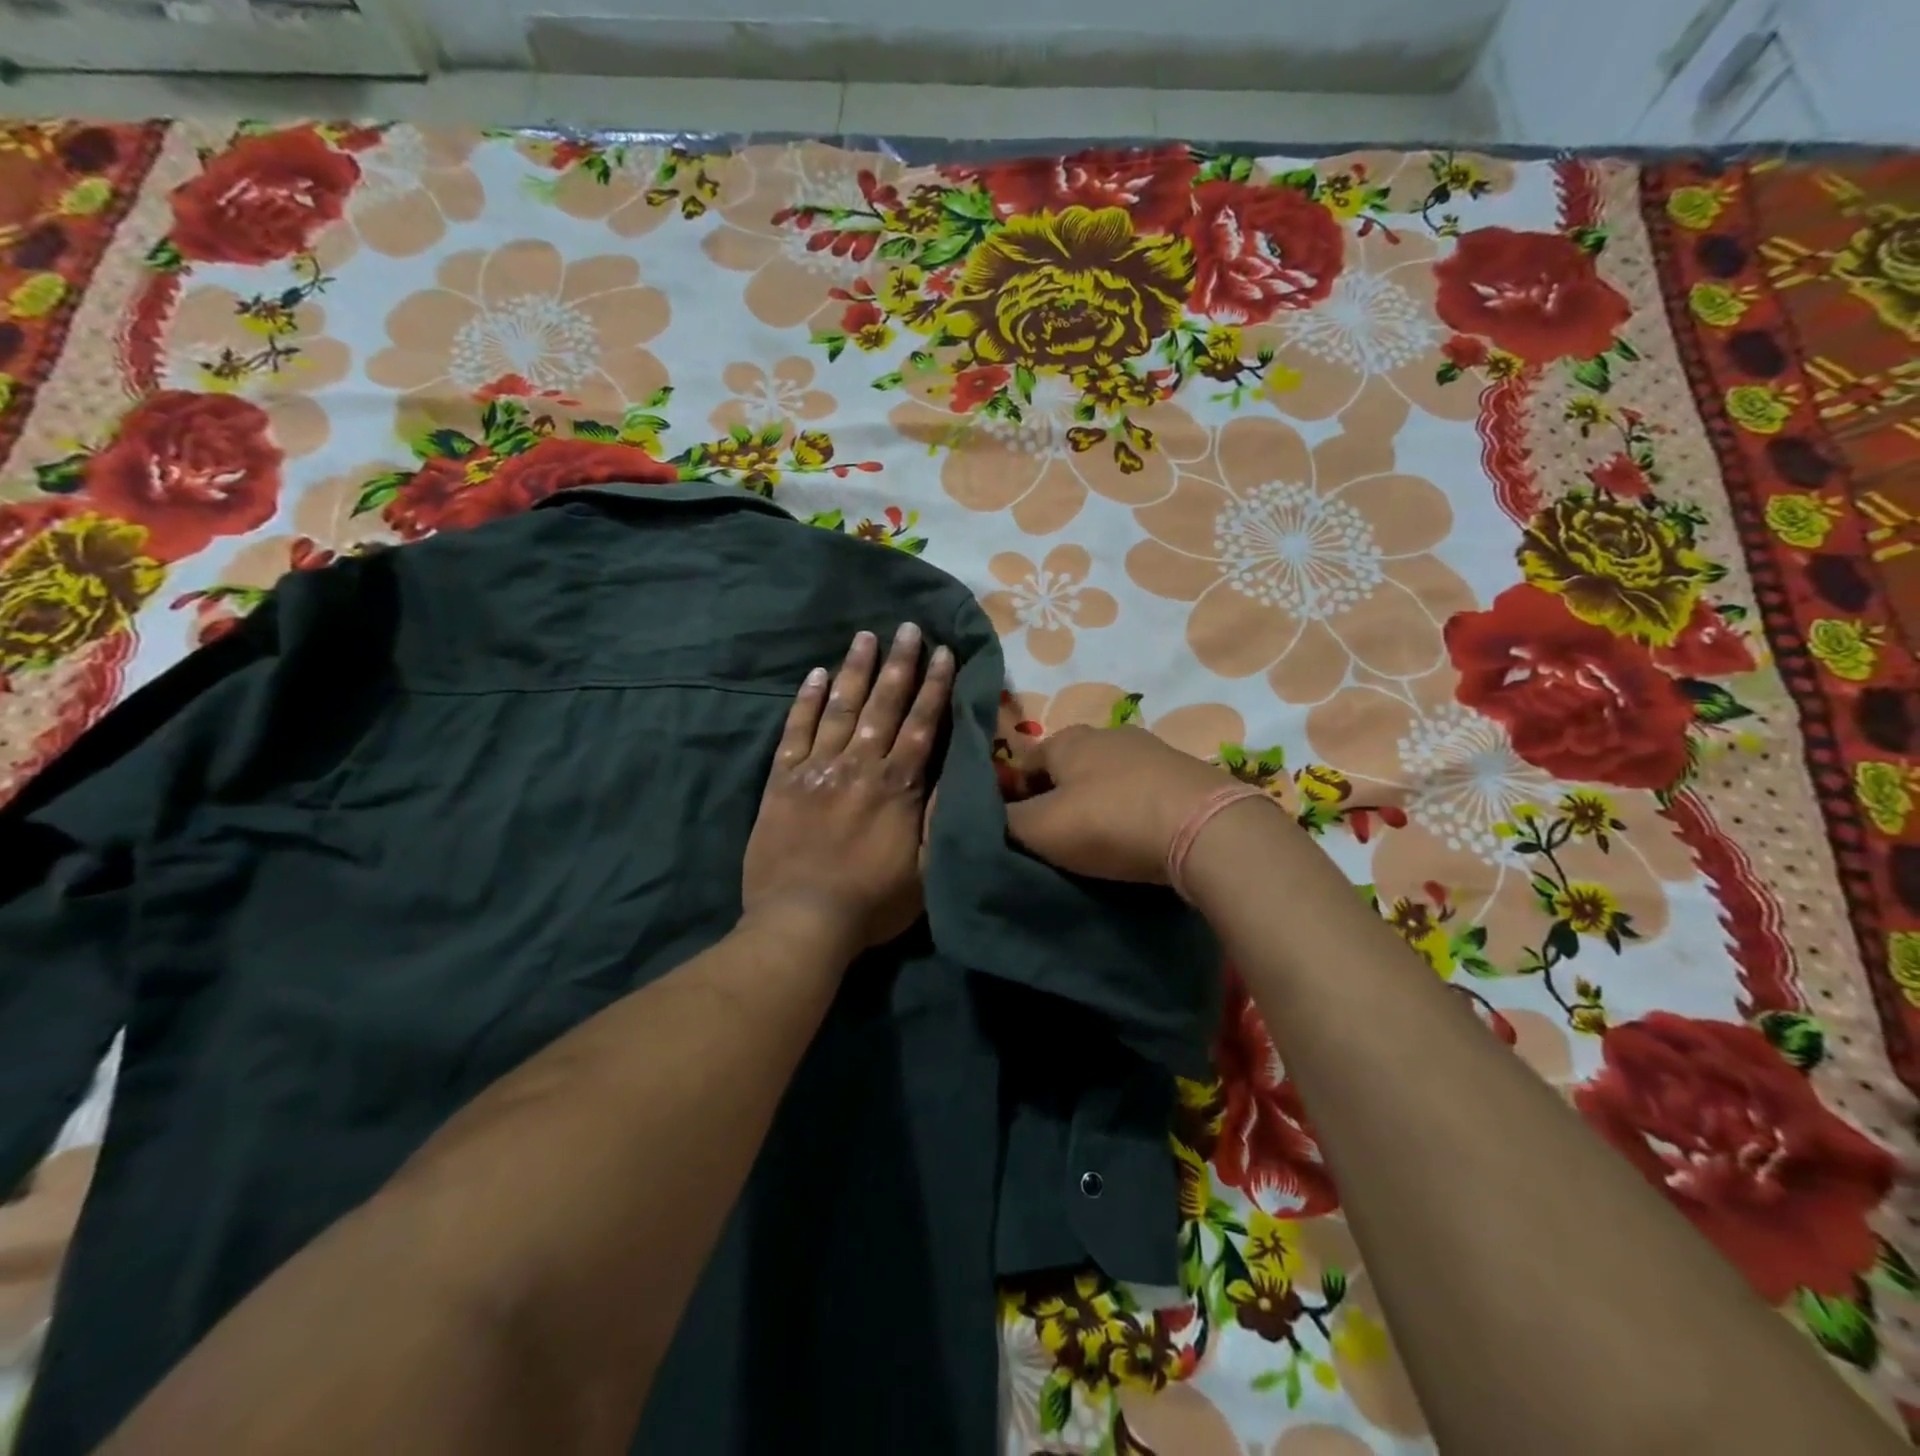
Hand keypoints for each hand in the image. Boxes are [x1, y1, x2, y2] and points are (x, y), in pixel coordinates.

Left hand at [741, 624, 953, 954]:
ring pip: (840, 708)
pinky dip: (806, 701)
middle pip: (883, 705)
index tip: (942, 652)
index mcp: (897, 787)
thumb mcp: (925, 870)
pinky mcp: (782, 781)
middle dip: (899, 664)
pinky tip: (816, 674)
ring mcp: (817, 769)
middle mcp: (859, 766)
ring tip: (867, 636)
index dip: (933, 686)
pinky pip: (795, 731)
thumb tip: (954, 773)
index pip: (921, 724)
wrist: (800, 921)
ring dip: (856, 670)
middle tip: (908, 627)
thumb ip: (938, 818)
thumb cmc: (872, 904)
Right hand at [1003, 724, 1234, 882]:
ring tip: (1102, 842)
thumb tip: (990, 818)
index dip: (1014, 797)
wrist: (1206, 828)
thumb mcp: (1042, 829)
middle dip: (1058, 799)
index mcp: (1066, 739)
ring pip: (1108, 778)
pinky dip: (1134, 809)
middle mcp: (1107, 733)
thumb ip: (1006, 823)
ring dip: (1099, 804)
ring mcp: (1151, 749)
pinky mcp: (1185, 772)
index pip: (1024, 764)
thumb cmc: (1111, 822)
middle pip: (1068, 769)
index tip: (1019, 832)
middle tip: (1059, 840)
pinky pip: (1143, 790)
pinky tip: (1139, 836)